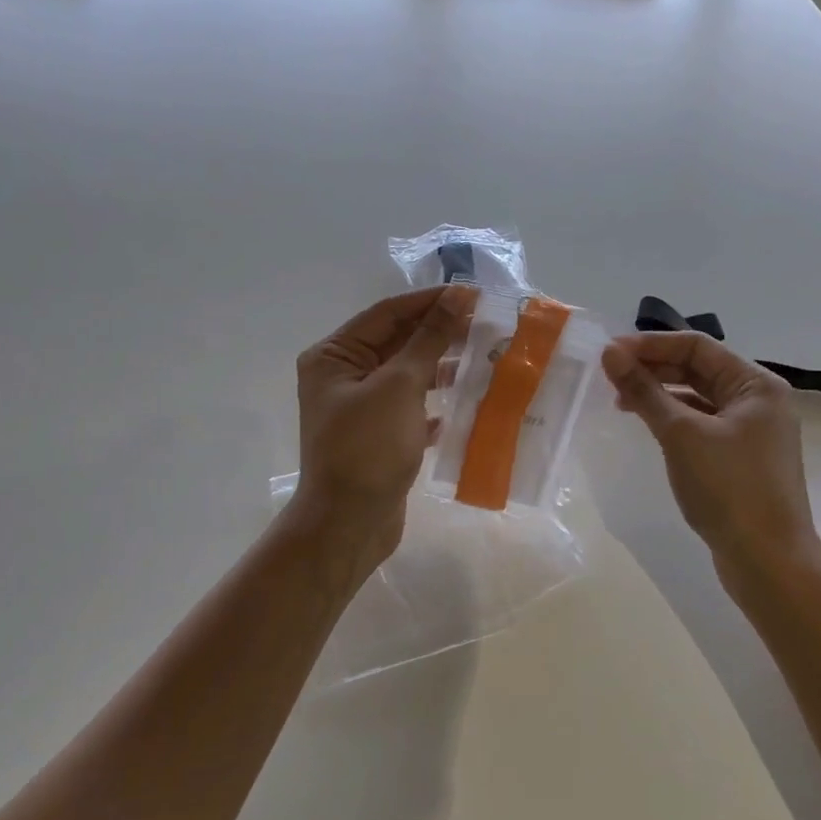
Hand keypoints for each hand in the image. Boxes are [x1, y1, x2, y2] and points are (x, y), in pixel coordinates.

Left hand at [291, 285, 475, 569]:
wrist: (348, 524)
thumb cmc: (367, 448)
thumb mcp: (399, 386)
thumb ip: (429, 339)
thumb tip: (457, 296)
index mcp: (334, 356)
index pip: (387, 313)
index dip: (430, 301)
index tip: (474, 294)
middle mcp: (342, 376)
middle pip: (397, 341)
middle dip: (439, 333)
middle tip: (486, 324)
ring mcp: (360, 408)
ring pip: (407, 375)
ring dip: (441, 367)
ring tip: (484, 359)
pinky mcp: (378, 435)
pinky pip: (411, 407)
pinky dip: (436, 403)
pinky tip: (465, 402)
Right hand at [602, 332, 820, 580]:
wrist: (768, 562)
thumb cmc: (728, 488)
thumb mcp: (681, 435)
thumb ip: (644, 391)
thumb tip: (610, 353)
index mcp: (756, 384)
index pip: (697, 346)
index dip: (650, 344)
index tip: (609, 353)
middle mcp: (759, 401)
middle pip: (699, 369)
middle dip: (653, 368)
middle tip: (609, 375)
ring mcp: (752, 432)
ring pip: (698, 398)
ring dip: (660, 393)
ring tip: (620, 401)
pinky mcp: (741, 459)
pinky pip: (702, 424)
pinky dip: (673, 419)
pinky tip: (648, 426)